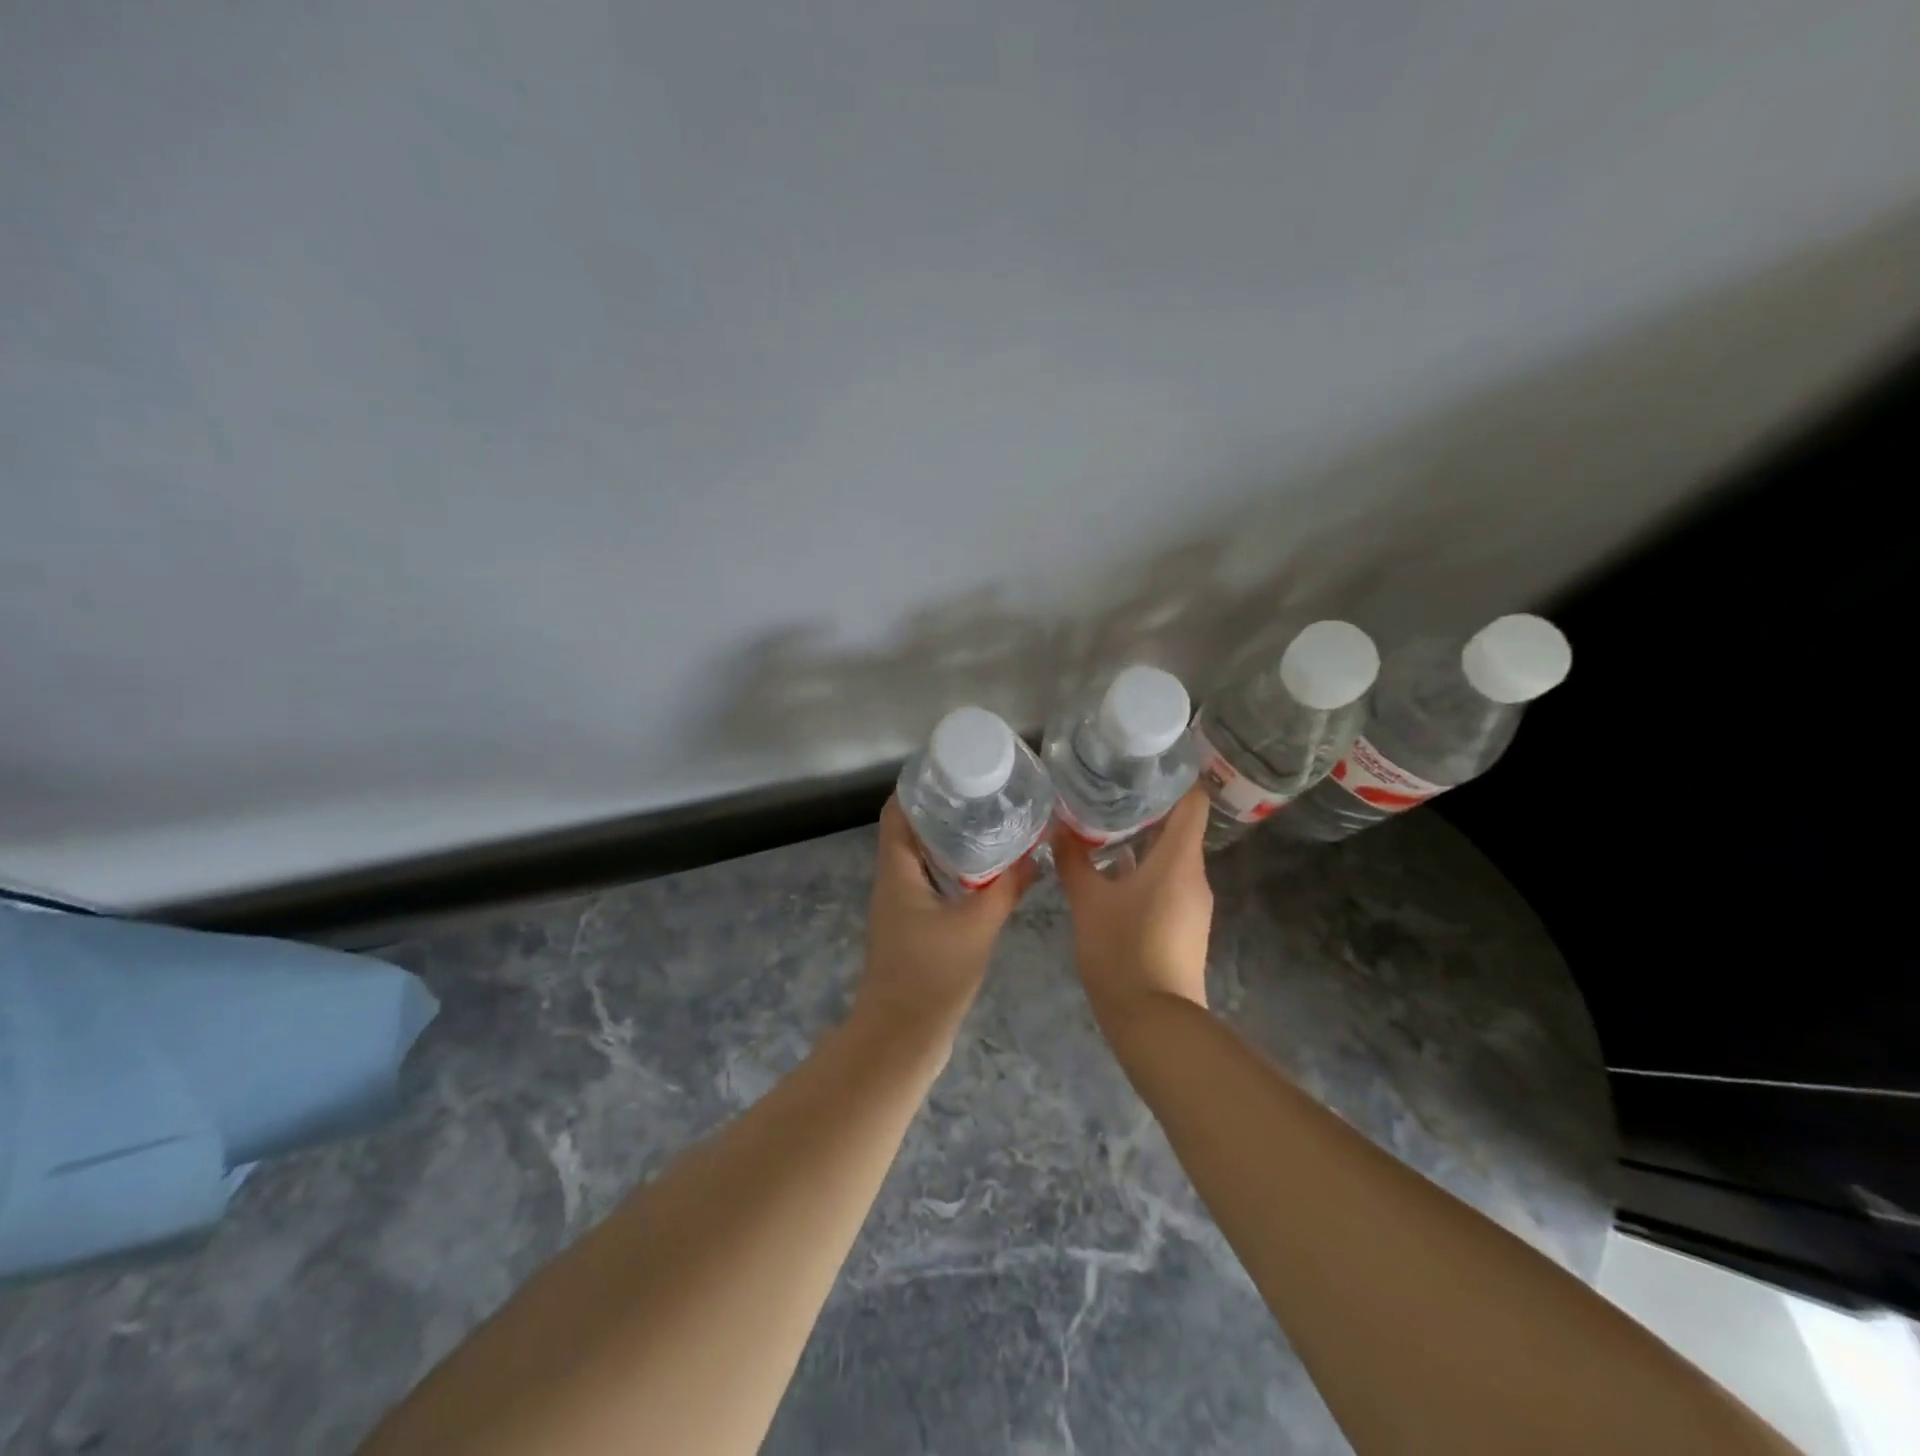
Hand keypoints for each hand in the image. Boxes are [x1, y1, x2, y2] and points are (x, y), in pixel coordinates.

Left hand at [857, 797, 1034, 1045]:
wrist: (902, 1037)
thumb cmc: (931, 975)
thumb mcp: (976, 926)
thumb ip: (1006, 889)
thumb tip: (1035, 856)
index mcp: (896, 872)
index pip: (897, 812)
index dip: (918, 787)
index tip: (952, 771)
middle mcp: (892, 882)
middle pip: (910, 832)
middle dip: (943, 811)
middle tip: (983, 795)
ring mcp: (900, 907)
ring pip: (921, 860)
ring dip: (949, 842)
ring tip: (990, 826)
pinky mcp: (911, 928)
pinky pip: (930, 885)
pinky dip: (953, 872)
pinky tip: (985, 875)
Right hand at [1056, 788, 1213, 1029]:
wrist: (1153, 1022)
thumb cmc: (1122, 951)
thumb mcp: (1089, 902)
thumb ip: (1074, 862)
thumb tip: (1059, 829)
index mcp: (1179, 861)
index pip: (1192, 803)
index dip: (1174, 779)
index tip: (1144, 764)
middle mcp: (1194, 877)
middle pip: (1180, 828)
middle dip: (1146, 808)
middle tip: (1108, 789)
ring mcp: (1193, 904)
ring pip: (1171, 857)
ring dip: (1142, 841)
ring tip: (1103, 825)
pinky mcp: (1184, 926)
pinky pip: (1168, 883)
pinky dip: (1144, 869)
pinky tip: (1111, 871)